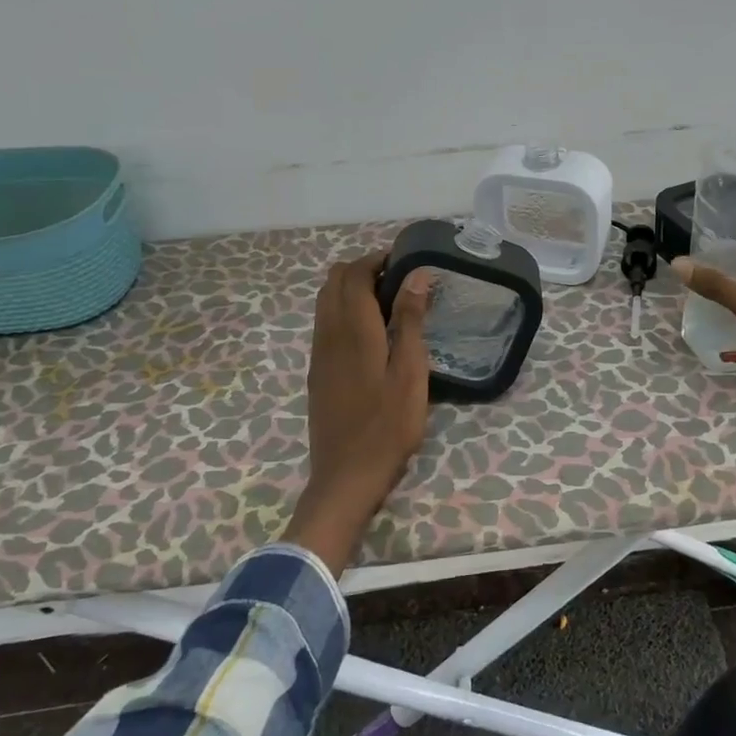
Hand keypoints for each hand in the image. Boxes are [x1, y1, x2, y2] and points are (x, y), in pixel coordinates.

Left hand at [286, 253, 432, 572]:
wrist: (346, 476)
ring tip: (388, 301)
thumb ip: (410, 321)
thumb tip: (417, 275)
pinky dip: (344, 311)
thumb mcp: (410, 372)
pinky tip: (371, 333)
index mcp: (352, 329)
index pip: (354, 274)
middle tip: (399, 279)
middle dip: (362, 268)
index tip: (405, 260)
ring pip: (325, 301)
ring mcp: (318, 354)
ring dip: (351, 289)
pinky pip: (325, 324)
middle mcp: (328, 334)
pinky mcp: (318, 372)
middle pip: (333, 281)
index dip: (377, 259)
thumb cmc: (388, 426)